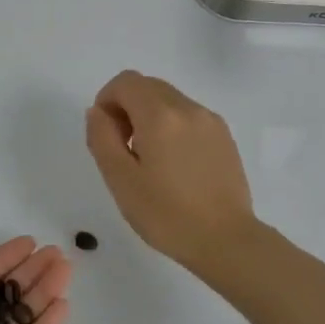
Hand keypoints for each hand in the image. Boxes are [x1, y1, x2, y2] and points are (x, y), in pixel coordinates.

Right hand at [85, 70, 257, 272]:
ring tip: (149, 160)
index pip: (125, 82)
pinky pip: (189, 116)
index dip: (107, 100)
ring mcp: (210, 121)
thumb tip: (98, 112)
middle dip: (127, 107)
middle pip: (148, 86)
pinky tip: (174, 165)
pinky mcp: (224, 136)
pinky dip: (172, 127)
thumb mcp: (120, 179)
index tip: (106, 134)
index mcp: (160, 115)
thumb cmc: (166, 214)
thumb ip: (102, 137)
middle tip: (123, 148)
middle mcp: (188, 108)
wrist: (226, 241)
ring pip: (169, 100)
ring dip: (150, 117)